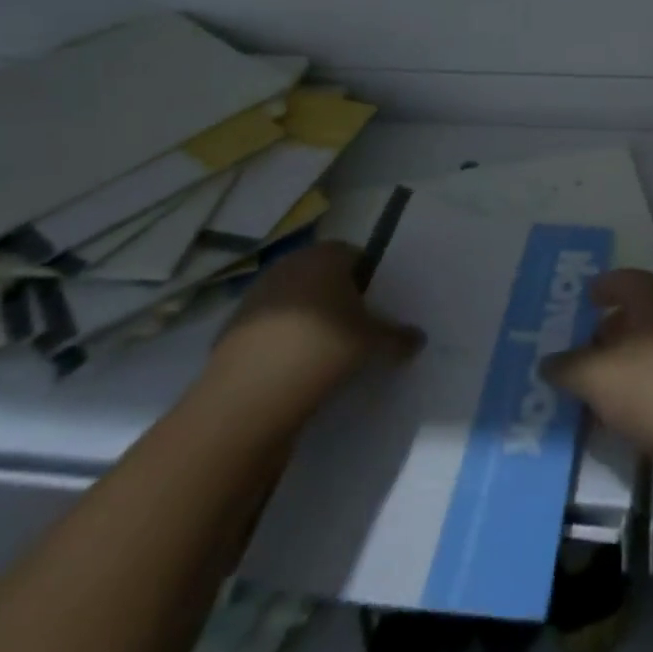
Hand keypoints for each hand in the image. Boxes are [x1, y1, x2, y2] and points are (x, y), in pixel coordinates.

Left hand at [201, 241, 422, 422]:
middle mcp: (291, 263)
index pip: (355, 255)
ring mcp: (257, 293)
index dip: (367, 280)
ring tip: (321, 354)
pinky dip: (281, 340)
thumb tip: (419, 339)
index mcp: (326, 255)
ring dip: (308, 319)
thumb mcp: (371, 344)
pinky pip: (270, 326)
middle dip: (337, 297)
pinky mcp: (233, 326)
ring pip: (294, 300)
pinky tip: (291, 369)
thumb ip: (397, 337)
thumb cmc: (322, 350)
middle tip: (352, 330)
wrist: (248, 396)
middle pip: (322, 275)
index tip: (374, 309)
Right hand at [540, 269, 652, 465]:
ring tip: (599, 394)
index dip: (600, 289)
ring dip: (627, 368)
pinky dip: (648, 392)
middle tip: (582, 356)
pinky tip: (631, 420)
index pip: (620, 279)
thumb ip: (569, 368)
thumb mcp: (598, 378)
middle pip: (637, 315)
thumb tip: (547, 363)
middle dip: (609, 334)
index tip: (583, 302)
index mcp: (652, 295)